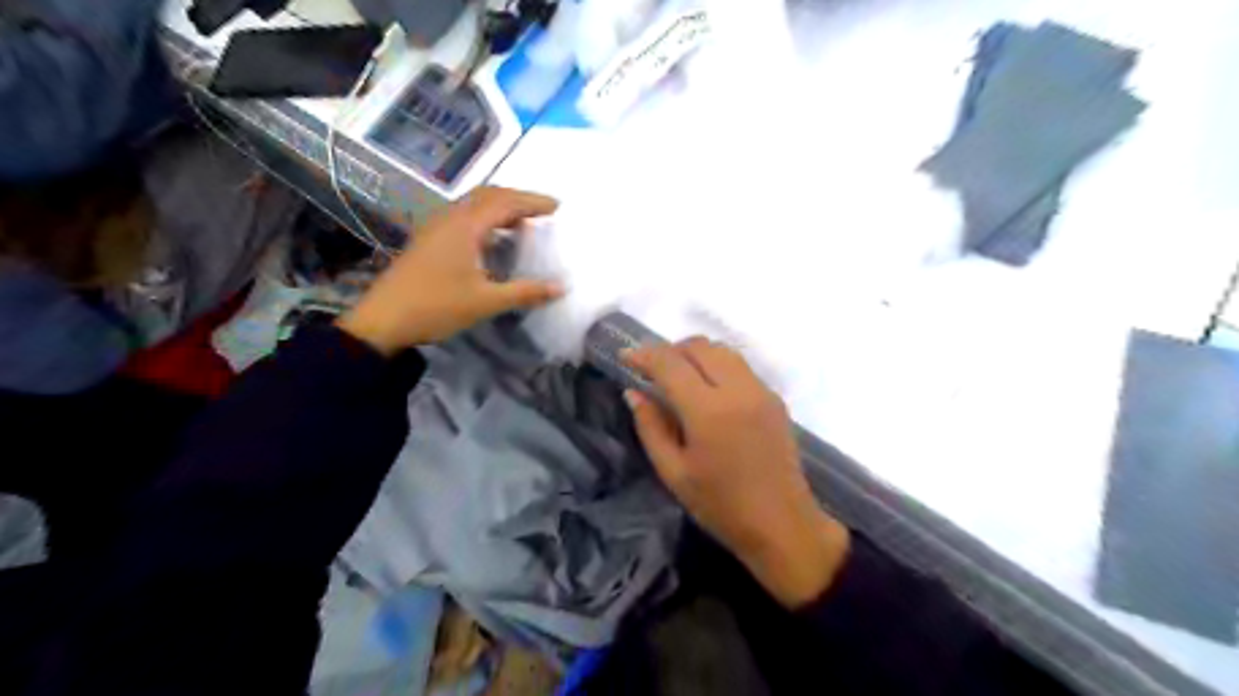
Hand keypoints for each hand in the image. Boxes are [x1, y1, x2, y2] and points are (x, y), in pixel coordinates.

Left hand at [338, 185, 568, 353]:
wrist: (383, 320)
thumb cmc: (437, 306)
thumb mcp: (486, 302)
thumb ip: (525, 292)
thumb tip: (561, 287)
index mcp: (466, 226)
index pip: (506, 202)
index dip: (533, 202)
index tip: (558, 207)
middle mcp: (450, 218)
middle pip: (489, 195)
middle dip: (518, 199)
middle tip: (542, 211)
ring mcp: (436, 227)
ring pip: (473, 205)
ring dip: (500, 208)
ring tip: (523, 224)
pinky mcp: (428, 239)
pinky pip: (463, 217)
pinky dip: (485, 219)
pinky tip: (492, 240)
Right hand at [624, 337, 847, 608]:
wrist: (782, 525)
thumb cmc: (721, 506)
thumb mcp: (674, 472)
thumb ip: (651, 427)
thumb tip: (634, 393)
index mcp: (709, 411)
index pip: (670, 363)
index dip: (644, 355)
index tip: (626, 357)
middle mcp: (738, 390)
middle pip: (699, 346)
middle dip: (670, 350)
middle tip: (652, 371)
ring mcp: (761, 391)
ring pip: (723, 351)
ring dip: (696, 355)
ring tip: (678, 377)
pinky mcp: (775, 399)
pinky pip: (740, 367)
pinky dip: (717, 366)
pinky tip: (708, 392)